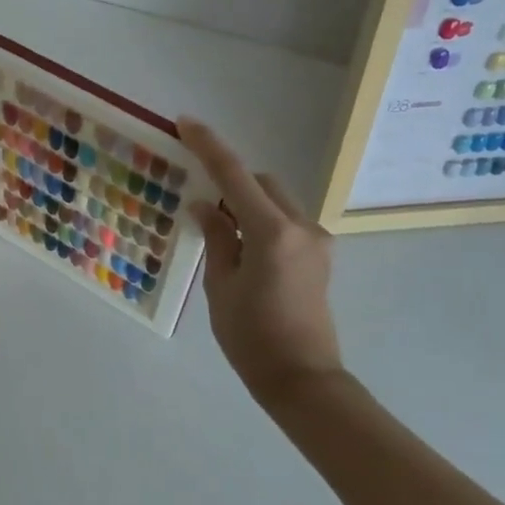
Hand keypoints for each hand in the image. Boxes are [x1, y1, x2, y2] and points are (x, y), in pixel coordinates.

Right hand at [178, 117, 342, 407]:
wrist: (304, 381)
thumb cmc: (252, 338)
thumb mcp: (221, 286)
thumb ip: (216, 237)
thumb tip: (205, 205)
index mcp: (272, 233)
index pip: (234, 175)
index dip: (208, 146)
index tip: (184, 123)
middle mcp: (301, 227)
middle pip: (260, 183)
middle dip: (230, 181)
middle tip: (200, 201)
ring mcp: (316, 241)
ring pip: (274, 200)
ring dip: (246, 202)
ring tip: (220, 230)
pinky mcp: (319, 256)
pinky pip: (285, 221)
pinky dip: (261, 220)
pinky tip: (242, 247)